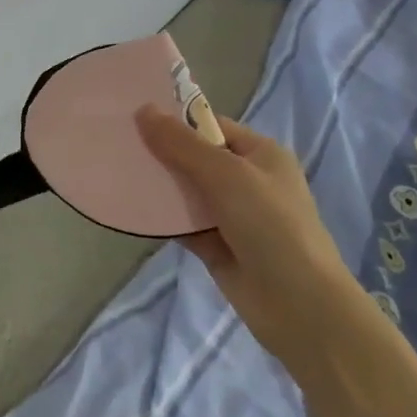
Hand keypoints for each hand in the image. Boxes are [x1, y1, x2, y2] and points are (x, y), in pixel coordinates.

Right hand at [136, 107, 351, 350]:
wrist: (300, 307)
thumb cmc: (271, 225)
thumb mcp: (226, 174)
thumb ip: (182, 144)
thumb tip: (143, 110)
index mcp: (261, 154)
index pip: (211, 127)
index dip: (176, 122)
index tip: (134, 118)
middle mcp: (248, 181)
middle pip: (196, 158)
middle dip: (162, 153)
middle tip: (117, 143)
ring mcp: (233, 216)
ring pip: (187, 192)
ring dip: (159, 185)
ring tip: (116, 171)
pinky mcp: (217, 247)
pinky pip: (184, 224)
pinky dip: (162, 218)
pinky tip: (131, 208)